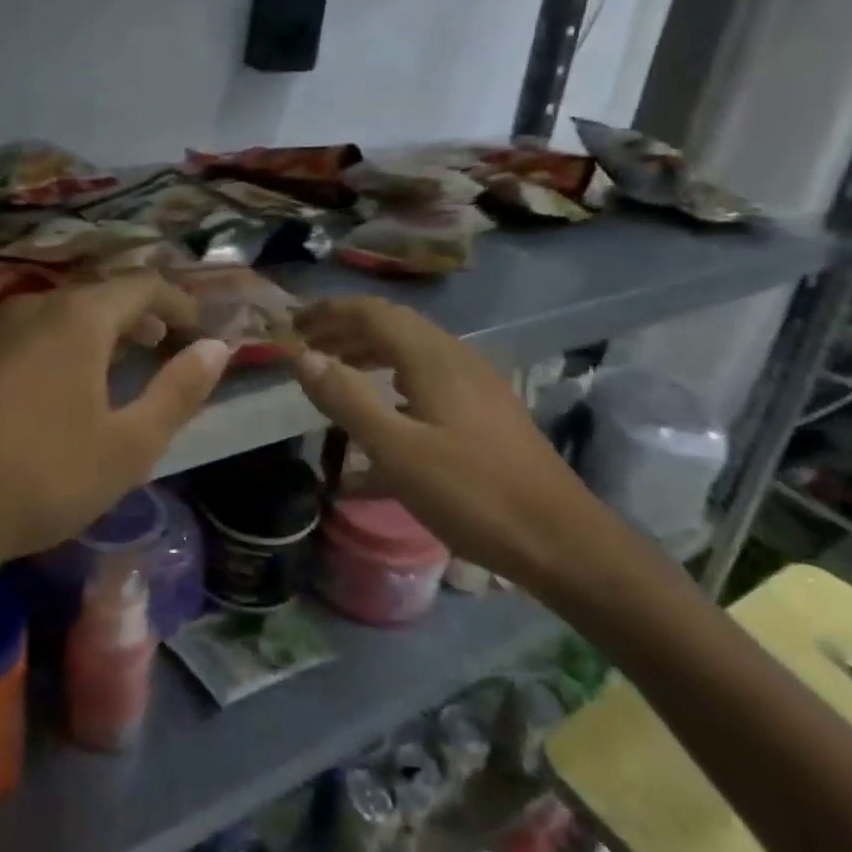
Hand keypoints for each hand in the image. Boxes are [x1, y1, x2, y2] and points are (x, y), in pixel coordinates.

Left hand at [0, 274, 231, 567]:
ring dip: (105, 330)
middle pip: (102, 293)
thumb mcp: (130, 443)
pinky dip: (70, 345)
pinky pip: (37, 335)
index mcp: (79, 317)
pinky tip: (72, 387)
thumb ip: (179, 391)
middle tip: (169, 342)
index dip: (180, 301)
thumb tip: (218, 347)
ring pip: (66, 313)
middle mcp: (37, 308)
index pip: (143, 284)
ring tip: (127, 361)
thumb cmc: (45, 474)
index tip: (201, 329)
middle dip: (142, 314)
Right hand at [287, 297, 616, 598]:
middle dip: (346, 329)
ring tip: (336, 372)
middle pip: (393, 326)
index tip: (292, 324)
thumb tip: (302, 356)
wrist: (559, 540)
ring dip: (370, 353)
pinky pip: (429, 379)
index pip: (373, 313)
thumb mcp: (397, 450)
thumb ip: (346, 399)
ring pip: (412, 352)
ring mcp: (476, 385)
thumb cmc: (471, 493)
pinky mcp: (486, 412)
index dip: (329, 312)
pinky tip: (385, 414)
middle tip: (306, 347)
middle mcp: (456, 359)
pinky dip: (394, 380)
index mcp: (433, 358)